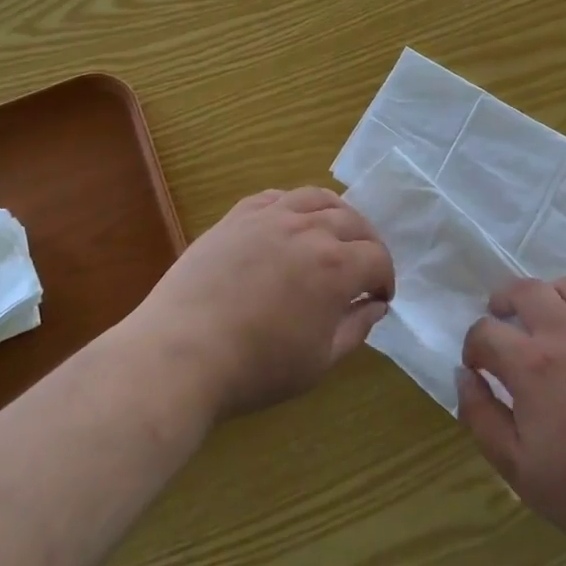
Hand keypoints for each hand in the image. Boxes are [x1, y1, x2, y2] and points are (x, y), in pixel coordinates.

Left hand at [130, 187, 392, 419]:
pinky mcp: (237, 217)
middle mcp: (309, 230)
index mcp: (336, 267)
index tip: (379, 297)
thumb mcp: (319, 362)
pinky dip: (293, 205)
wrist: (180, 354)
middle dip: (367, 244)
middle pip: (353, 222)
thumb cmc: (255, 368)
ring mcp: (270, 218)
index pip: (377, 258)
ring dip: (336, 214)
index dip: (385, 278)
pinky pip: (275, 197)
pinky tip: (291, 221)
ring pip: (317, 198)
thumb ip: (355, 329)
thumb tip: (375, 306)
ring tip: (335, 233)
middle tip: (364, 266)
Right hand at [457, 278, 565, 565]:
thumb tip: (465, 376)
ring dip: (543, 296)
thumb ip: (481, 417)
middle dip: (501, 302)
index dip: (473, 346)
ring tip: (541, 320)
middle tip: (500, 323)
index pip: (486, 331)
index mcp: (532, 365)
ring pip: (565, 286)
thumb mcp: (518, 469)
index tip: (478, 367)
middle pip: (524, 290)